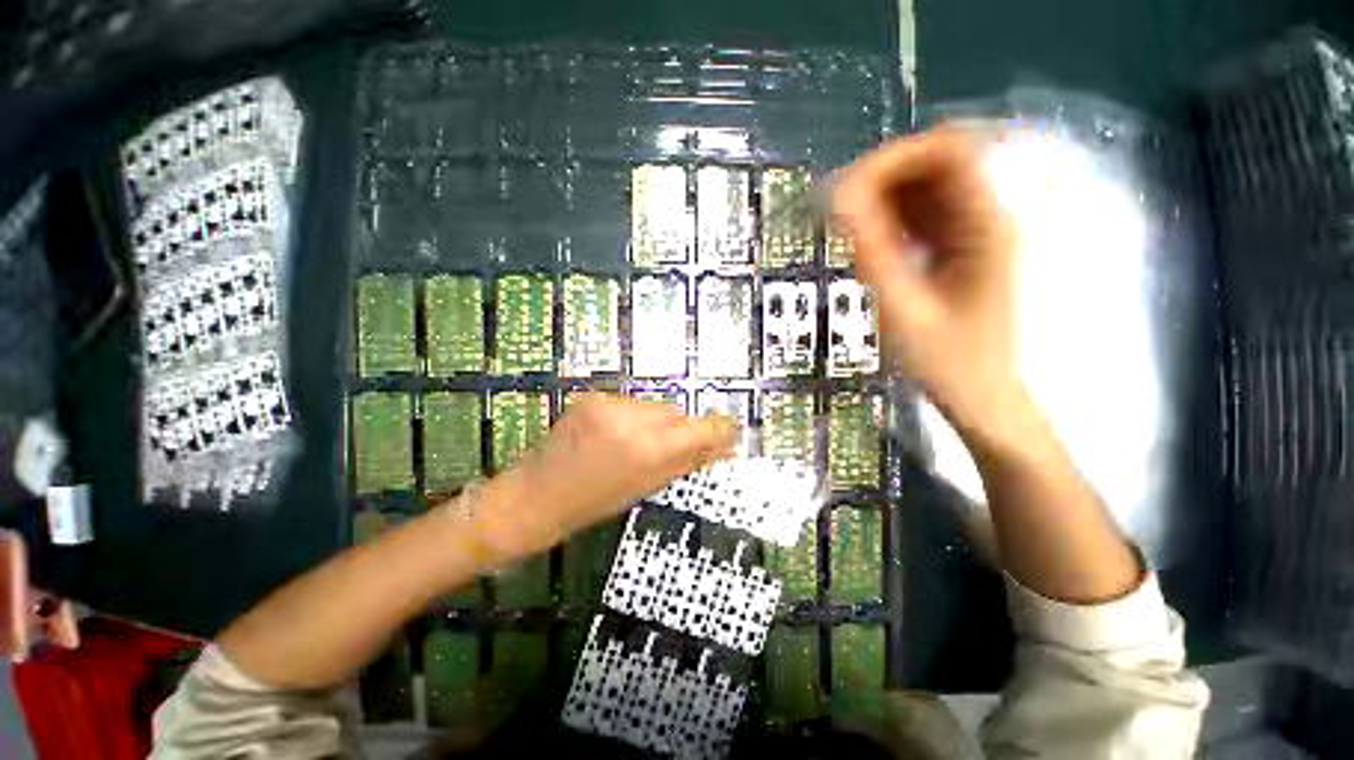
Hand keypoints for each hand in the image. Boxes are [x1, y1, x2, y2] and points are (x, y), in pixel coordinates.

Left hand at [472, 394, 737, 560]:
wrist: (537, 495)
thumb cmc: (595, 502)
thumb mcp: (648, 486)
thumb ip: (689, 462)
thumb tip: (726, 449)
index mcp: (649, 449)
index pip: (700, 429)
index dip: (719, 429)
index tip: (730, 432)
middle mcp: (633, 419)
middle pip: (675, 413)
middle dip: (678, 430)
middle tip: (664, 450)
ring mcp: (609, 404)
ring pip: (652, 407)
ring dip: (653, 422)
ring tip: (632, 445)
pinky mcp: (592, 396)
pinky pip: (628, 404)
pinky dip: (630, 417)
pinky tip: (613, 435)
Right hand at [833, 127, 1020, 429]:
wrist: (981, 396)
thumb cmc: (945, 361)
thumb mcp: (901, 307)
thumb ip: (870, 250)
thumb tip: (838, 198)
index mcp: (986, 225)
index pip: (945, 151)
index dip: (892, 159)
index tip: (844, 191)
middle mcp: (989, 216)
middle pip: (936, 163)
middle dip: (883, 179)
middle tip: (840, 215)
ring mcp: (978, 232)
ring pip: (928, 188)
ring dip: (884, 202)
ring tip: (851, 236)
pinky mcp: (964, 249)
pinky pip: (926, 216)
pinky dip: (893, 222)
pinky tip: (874, 250)